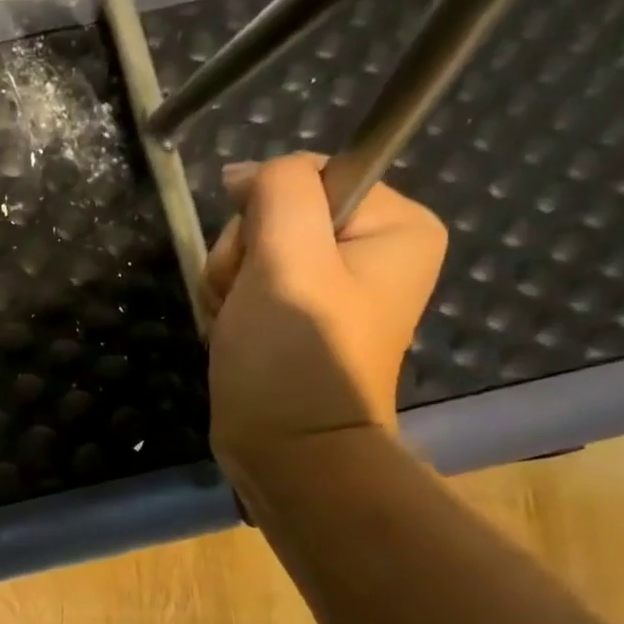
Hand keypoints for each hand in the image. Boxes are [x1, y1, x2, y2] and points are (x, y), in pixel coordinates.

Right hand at [197, 154, 446, 475]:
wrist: (288, 452)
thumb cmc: (294, 357)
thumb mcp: (288, 260)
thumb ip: (279, 192)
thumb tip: (249, 172)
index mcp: (395, 226)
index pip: (307, 175)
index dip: (263, 211)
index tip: (257, 262)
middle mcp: (372, 249)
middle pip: (275, 214)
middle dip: (242, 256)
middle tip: (245, 300)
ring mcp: (332, 285)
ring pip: (251, 251)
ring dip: (228, 284)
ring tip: (237, 324)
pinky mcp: (298, 315)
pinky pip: (248, 285)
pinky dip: (229, 307)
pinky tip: (233, 334)